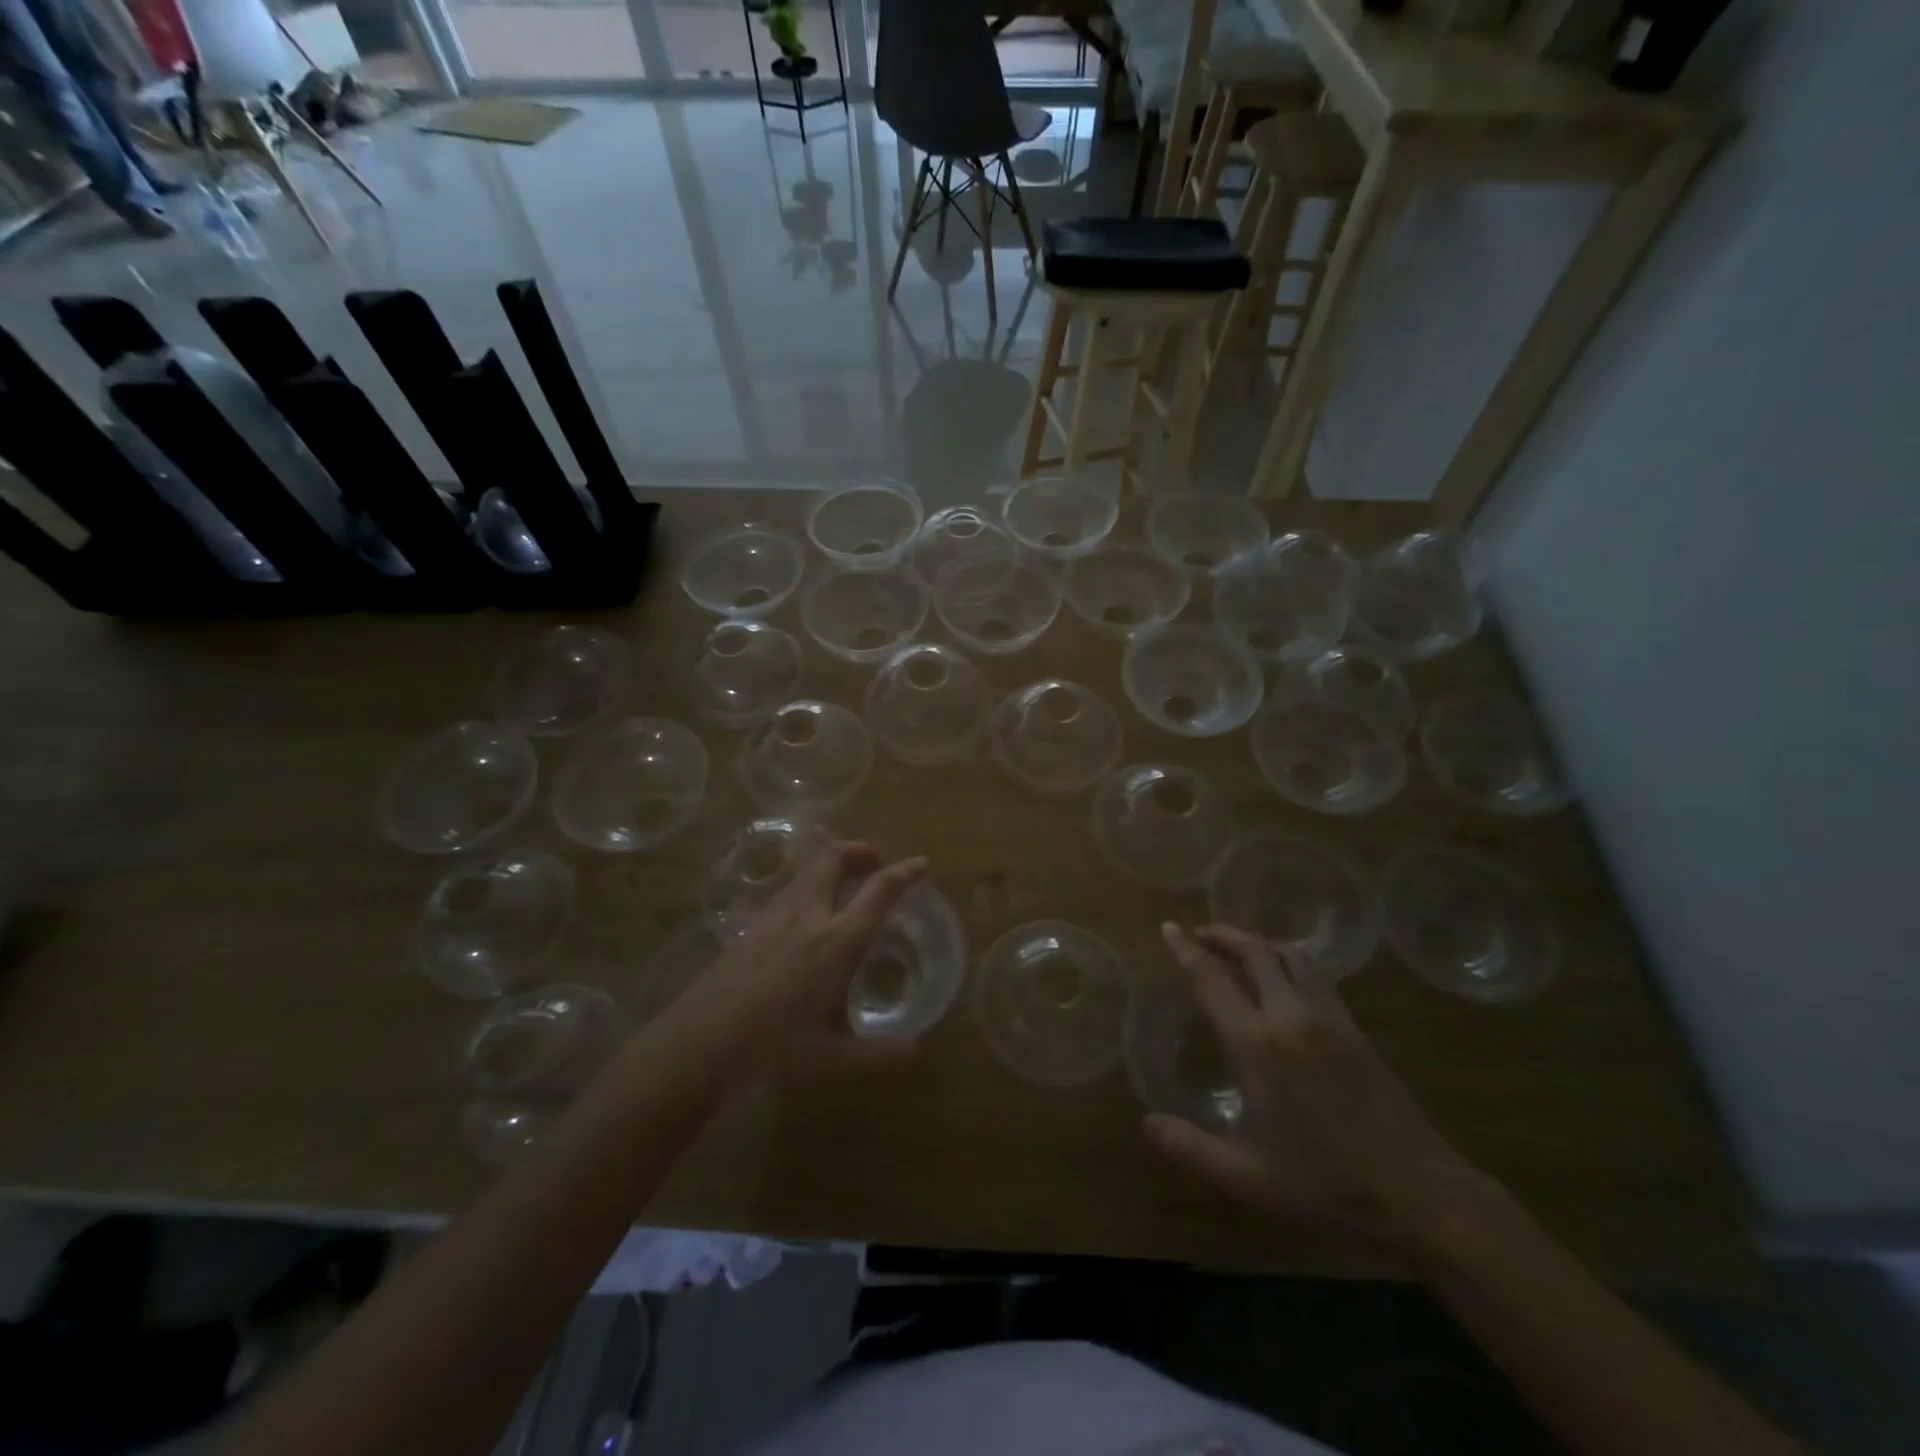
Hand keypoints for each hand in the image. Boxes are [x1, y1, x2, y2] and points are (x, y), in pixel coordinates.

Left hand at [675, 841, 926, 1075]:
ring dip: (832, 866)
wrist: (697, 1046)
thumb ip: (876, 1053)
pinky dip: (809, 887)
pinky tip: (808, 919)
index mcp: (835, 942)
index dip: (904, 873)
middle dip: (860, 851)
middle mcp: (807, 916)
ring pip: (807, 870)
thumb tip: (915, 1051)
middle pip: (833, 857)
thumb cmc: (770, 1050)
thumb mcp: (829, 1059)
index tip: (921, 863)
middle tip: (876, 864)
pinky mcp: (748, 926)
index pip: (878, 891)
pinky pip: (788, 890)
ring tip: (846, 887)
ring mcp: (773, 916)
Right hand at [1146, 923, 1493, 1265]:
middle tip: (1200, 934)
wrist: (1417, 1192)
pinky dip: (1292, 961)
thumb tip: (1146, 1123)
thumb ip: (1188, 1148)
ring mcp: (1328, 1018)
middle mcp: (1290, 1016)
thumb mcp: (1245, 1176)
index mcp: (1256, 1043)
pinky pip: (1318, 976)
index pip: (1211, 979)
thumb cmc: (1324, 1183)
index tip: (1169, 927)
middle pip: (1254, 952)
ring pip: (1291, 957)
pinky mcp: (1355, 1030)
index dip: (1186, 950)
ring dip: (1260, 944)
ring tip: (1241, 949)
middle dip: (1223, 935)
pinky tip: (1288, 979)